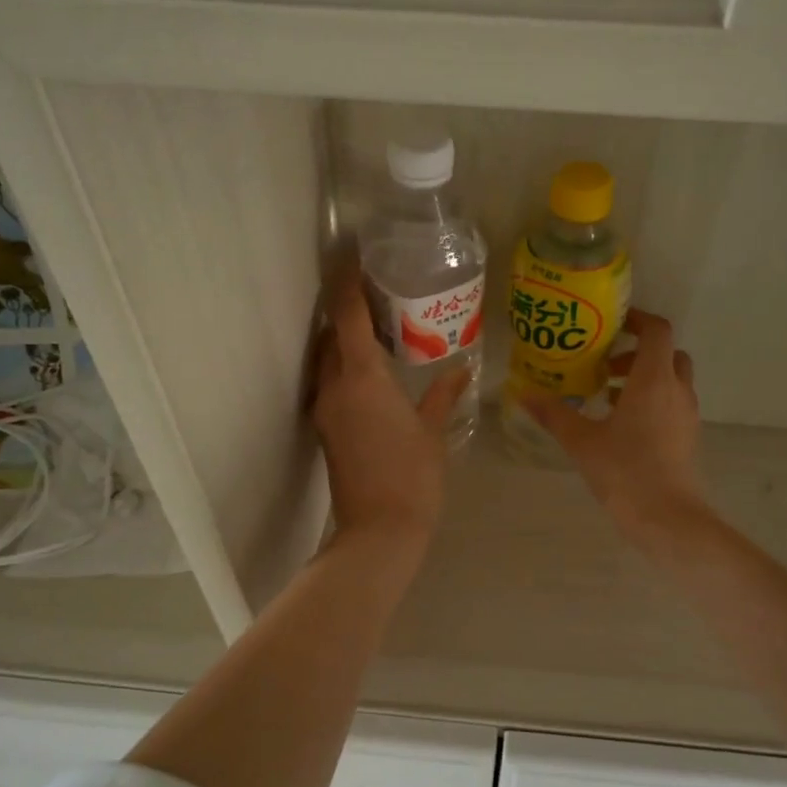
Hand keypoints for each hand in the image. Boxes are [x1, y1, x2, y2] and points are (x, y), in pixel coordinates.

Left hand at [312, 266, 470, 549]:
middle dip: (347, 310)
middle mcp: (335, 386)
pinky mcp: (325, 428)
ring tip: (378, 329)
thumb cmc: (413, 476)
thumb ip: (443, 395)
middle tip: (378, 294)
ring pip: (328, 359)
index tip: (352, 256)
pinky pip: (331, 382)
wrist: (378, 530)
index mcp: (362, 378)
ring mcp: (326, 408)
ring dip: (345, 339)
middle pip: (331, 334)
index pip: (347, 316)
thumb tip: (460, 370)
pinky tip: (372, 371)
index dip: (347, 282)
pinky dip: (345, 366)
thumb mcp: (433, 431)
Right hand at [523, 310, 709, 545]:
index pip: (657, 331)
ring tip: (607, 397)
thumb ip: (553, 414)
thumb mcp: (581, 441)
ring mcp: (688, 414)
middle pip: (667, 353)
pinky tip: (622, 426)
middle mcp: (677, 390)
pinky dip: (652, 400)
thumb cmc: (625, 471)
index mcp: (653, 379)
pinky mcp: (689, 437)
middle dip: (638, 352)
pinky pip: (673, 403)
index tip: (612, 324)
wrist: (668, 518)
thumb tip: (524, 393)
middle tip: (605, 366)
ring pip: (671, 380)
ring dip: (644, 378)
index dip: (638, 319)